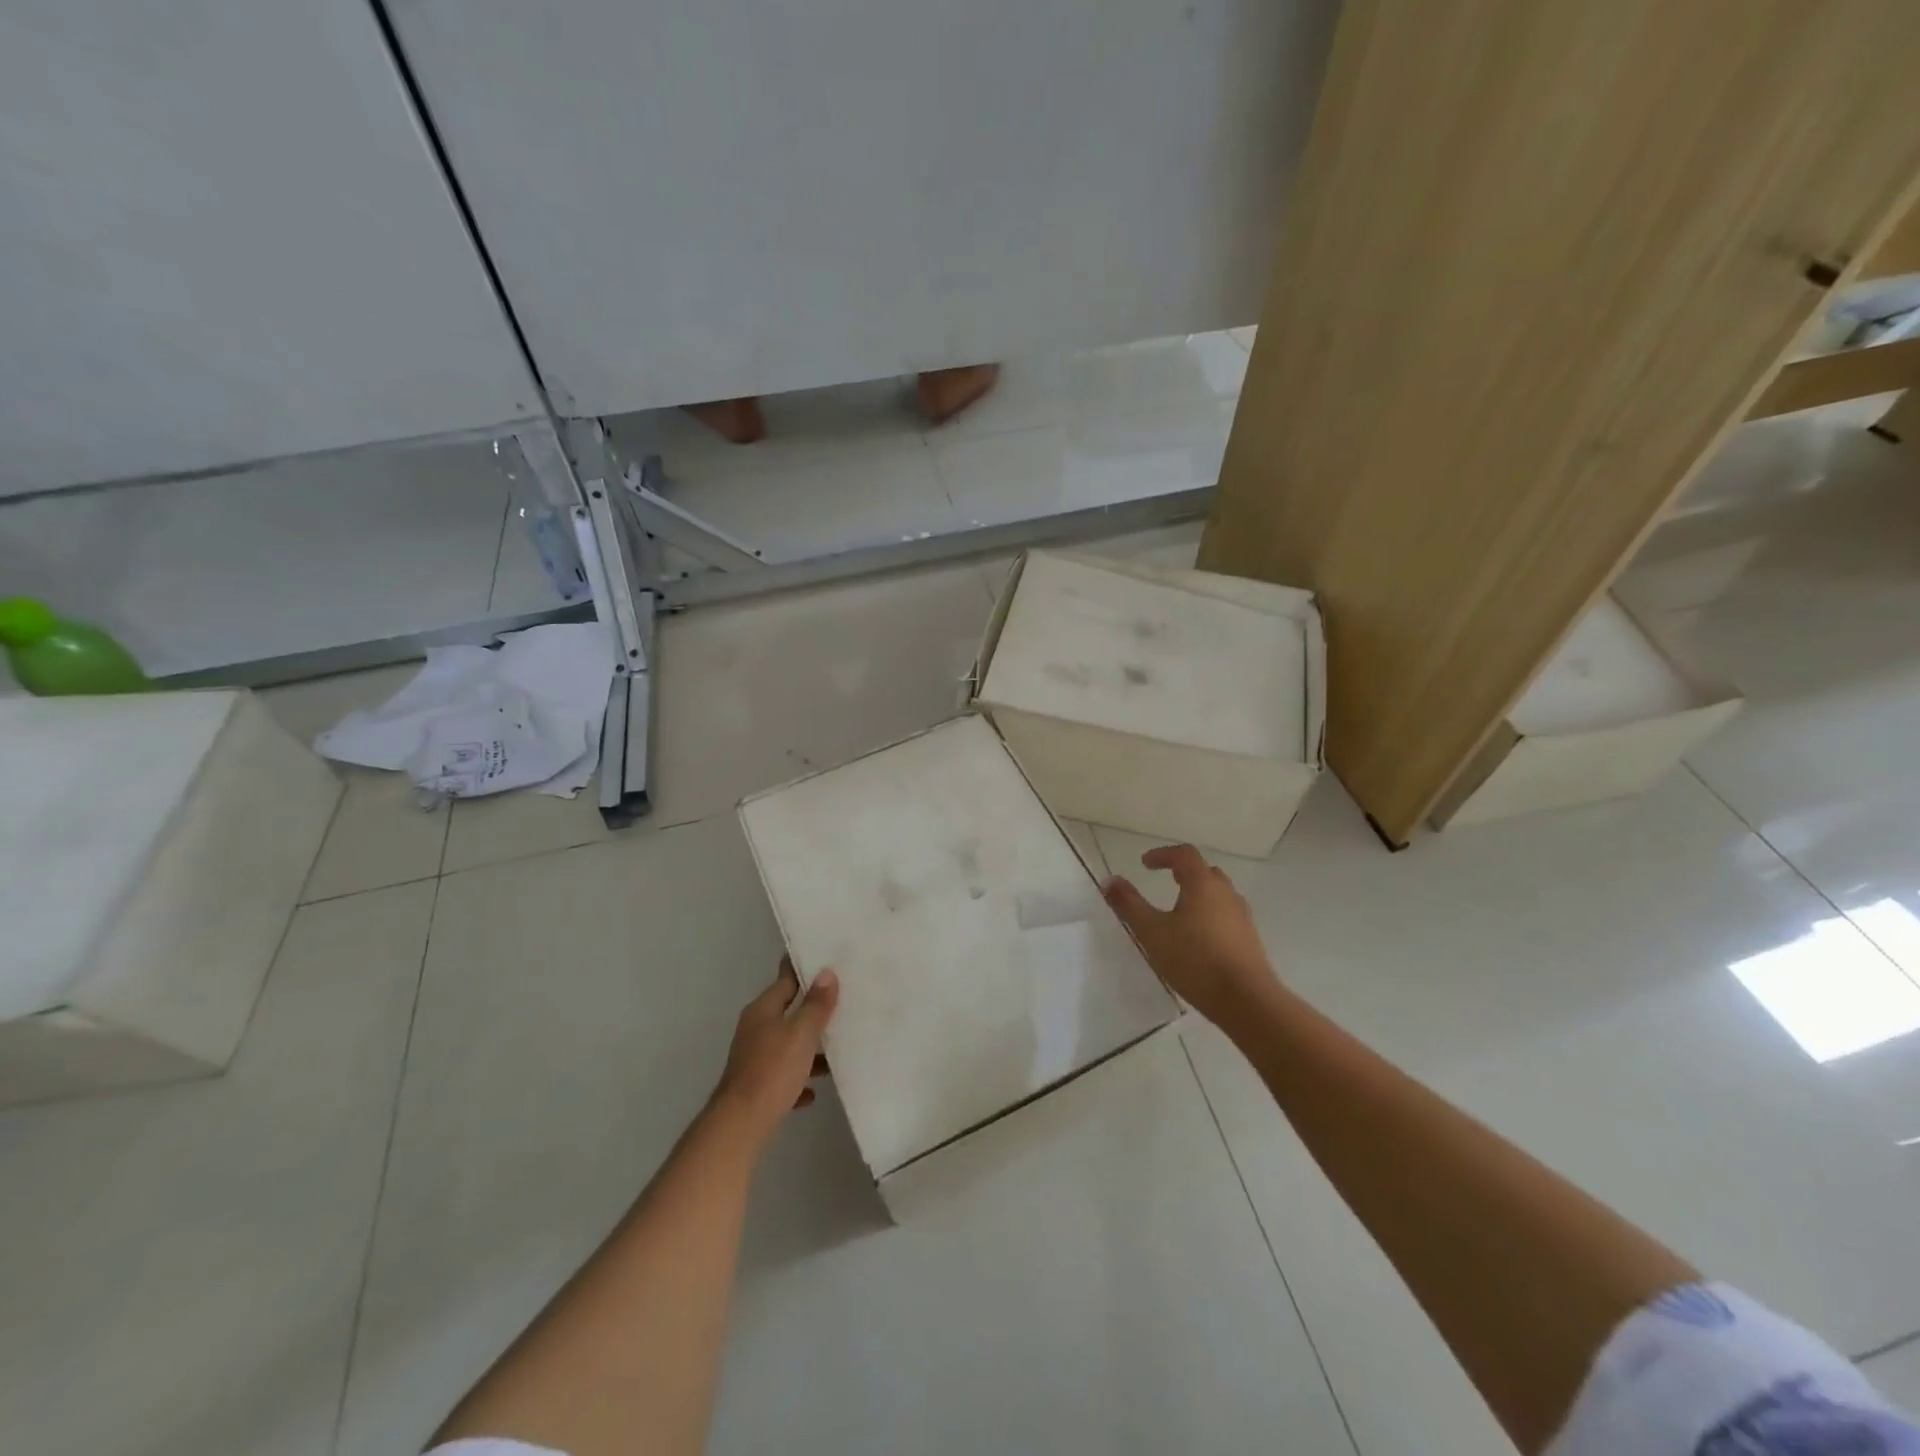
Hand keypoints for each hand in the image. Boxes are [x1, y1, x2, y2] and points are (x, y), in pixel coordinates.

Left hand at [713, 957, 838, 1143]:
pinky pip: (783, 1076)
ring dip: (808, 1047)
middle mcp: (755, 1029)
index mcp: (763, 1010)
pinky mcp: (756, 1087)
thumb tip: (826, 973)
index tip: (825, 959)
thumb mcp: (801, 1032)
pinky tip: (813, 1091)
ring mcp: (753, 1058)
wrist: (741, 1125)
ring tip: (837, 1049)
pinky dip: (798, 1078)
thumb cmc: (773, 1070)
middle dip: (812, 1009)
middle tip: (842, 1001)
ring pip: (787, 1044)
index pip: (786, 979)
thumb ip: (816, 1004)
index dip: (804, 969)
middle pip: (788, 1011)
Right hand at [1103, 844, 1279, 1030]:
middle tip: (1165, 880)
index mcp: (1203, 884)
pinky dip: (1209, 914)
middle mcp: (1226, 893)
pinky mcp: (1249, 939)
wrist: (1247, 1000)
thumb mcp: (1152, 932)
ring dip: (1198, 894)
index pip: (1184, 854)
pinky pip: (1226, 915)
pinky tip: (1198, 938)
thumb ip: (1129, 905)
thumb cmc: (1195, 960)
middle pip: (1204, 872)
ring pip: (1218, 894)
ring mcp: (1242, 916)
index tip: (1145, 864)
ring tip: (1179, 911)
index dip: (1163, 854)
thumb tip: (1109, 880)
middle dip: (1182, 872)